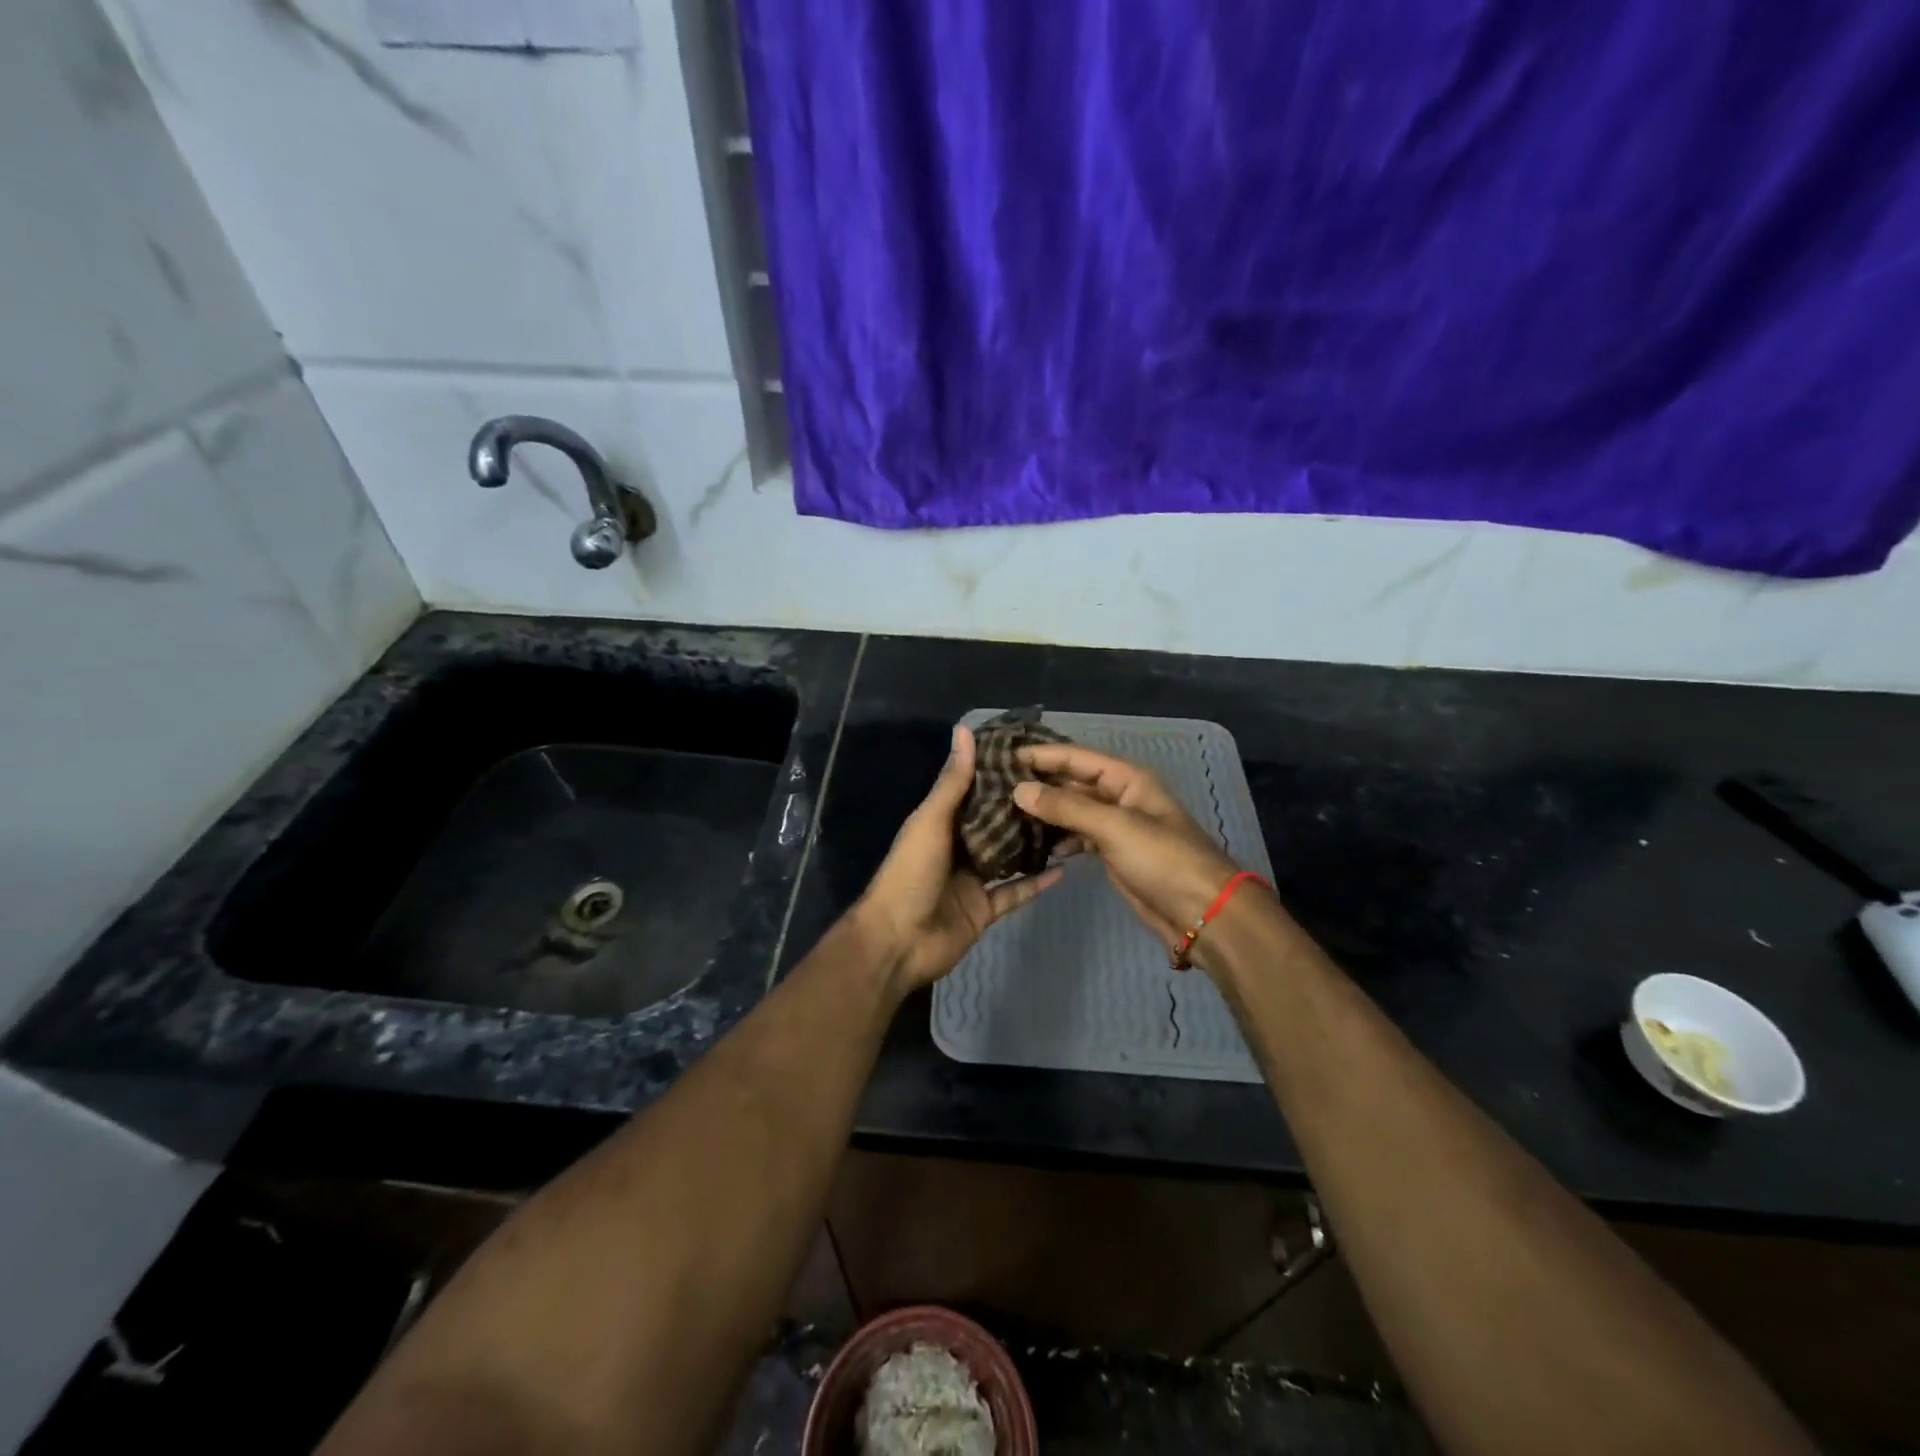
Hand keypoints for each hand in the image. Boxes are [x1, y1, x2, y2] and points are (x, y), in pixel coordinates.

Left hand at [853, 725, 1060, 991]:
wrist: (897, 941)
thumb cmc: (910, 873)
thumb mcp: (930, 821)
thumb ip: (952, 782)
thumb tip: (964, 730)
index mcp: (940, 823)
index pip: (974, 792)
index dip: (998, 774)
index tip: (1032, 756)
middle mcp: (957, 848)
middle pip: (994, 825)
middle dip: (1021, 810)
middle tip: (1061, 789)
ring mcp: (972, 881)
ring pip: (1008, 858)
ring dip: (1032, 844)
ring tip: (1068, 824)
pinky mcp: (984, 910)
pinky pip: (1014, 893)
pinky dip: (1036, 883)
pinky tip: (1063, 868)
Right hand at [1013, 743, 1244, 954]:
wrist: (1202, 912)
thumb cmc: (1163, 859)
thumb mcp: (1114, 827)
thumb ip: (1066, 807)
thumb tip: (1019, 790)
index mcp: (1127, 779)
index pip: (1077, 757)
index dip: (1043, 754)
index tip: (1005, 755)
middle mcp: (1120, 797)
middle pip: (1073, 782)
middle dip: (1040, 783)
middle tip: (996, 785)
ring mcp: (1117, 827)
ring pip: (1073, 810)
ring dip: (1045, 812)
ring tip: (1006, 814)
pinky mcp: (1113, 854)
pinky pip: (1078, 837)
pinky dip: (1058, 839)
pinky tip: (1035, 845)